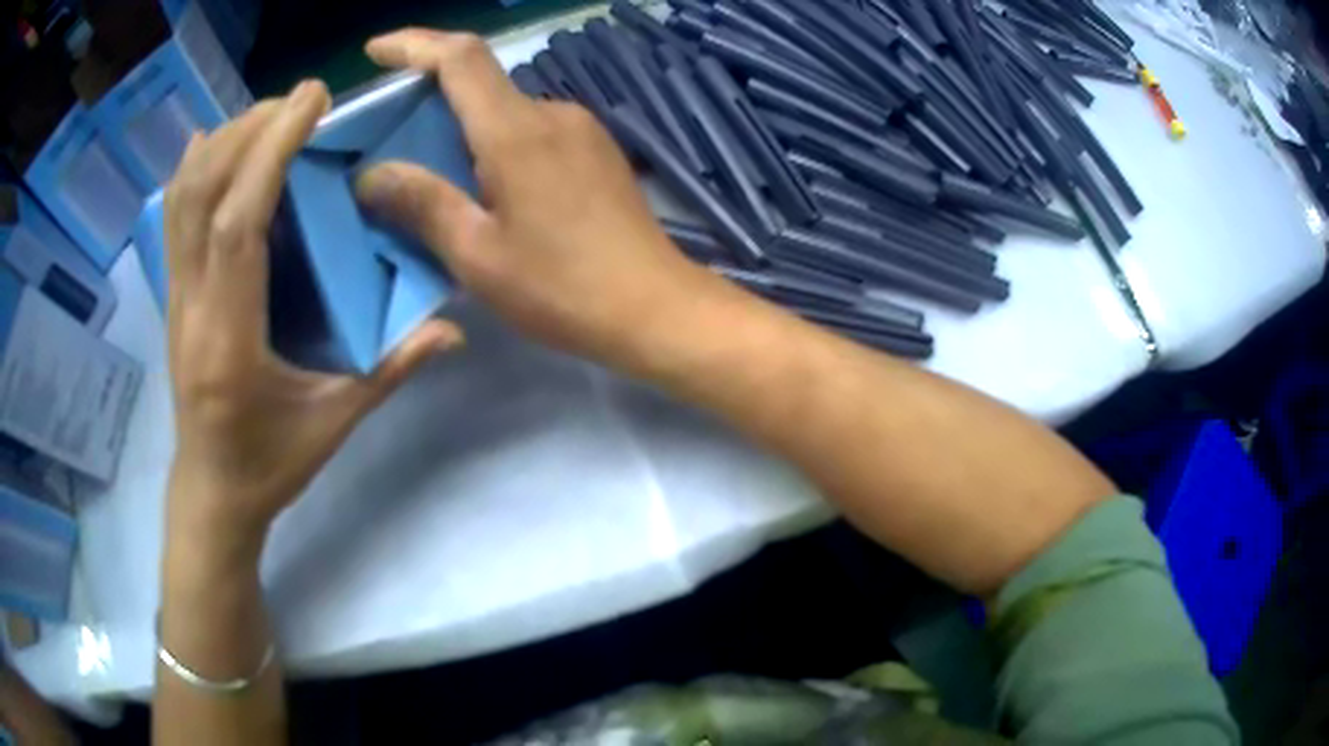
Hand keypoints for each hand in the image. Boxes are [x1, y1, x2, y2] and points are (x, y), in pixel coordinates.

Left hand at [164, 80, 463, 545]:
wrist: (212, 492)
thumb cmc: (270, 464)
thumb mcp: (335, 424)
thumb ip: (391, 371)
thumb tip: (455, 331)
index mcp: (229, 337)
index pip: (238, 222)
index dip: (269, 150)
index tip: (310, 100)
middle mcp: (191, 306)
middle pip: (203, 193)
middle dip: (250, 131)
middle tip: (301, 102)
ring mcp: (175, 299)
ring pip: (181, 199)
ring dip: (223, 143)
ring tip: (268, 116)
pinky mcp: (173, 296)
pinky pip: (173, 218)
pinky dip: (193, 169)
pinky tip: (216, 144)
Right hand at [355, 30, 716, 365]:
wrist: (656, 308)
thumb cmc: (562, 288)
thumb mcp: (478, 255)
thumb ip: (423, 204)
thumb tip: (373, 174)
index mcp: (516, 130)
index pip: (459, 58)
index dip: (414, 44)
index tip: (376, 49)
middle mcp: (552, 113)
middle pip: (481, 83)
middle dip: (430, 97)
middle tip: (390, 134)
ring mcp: (582, 129)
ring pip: (506, 112)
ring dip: (465, 129)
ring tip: (434, 172)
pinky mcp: (598, 151)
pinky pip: (533, 132)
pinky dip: (497, 145)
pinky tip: (487, 186)